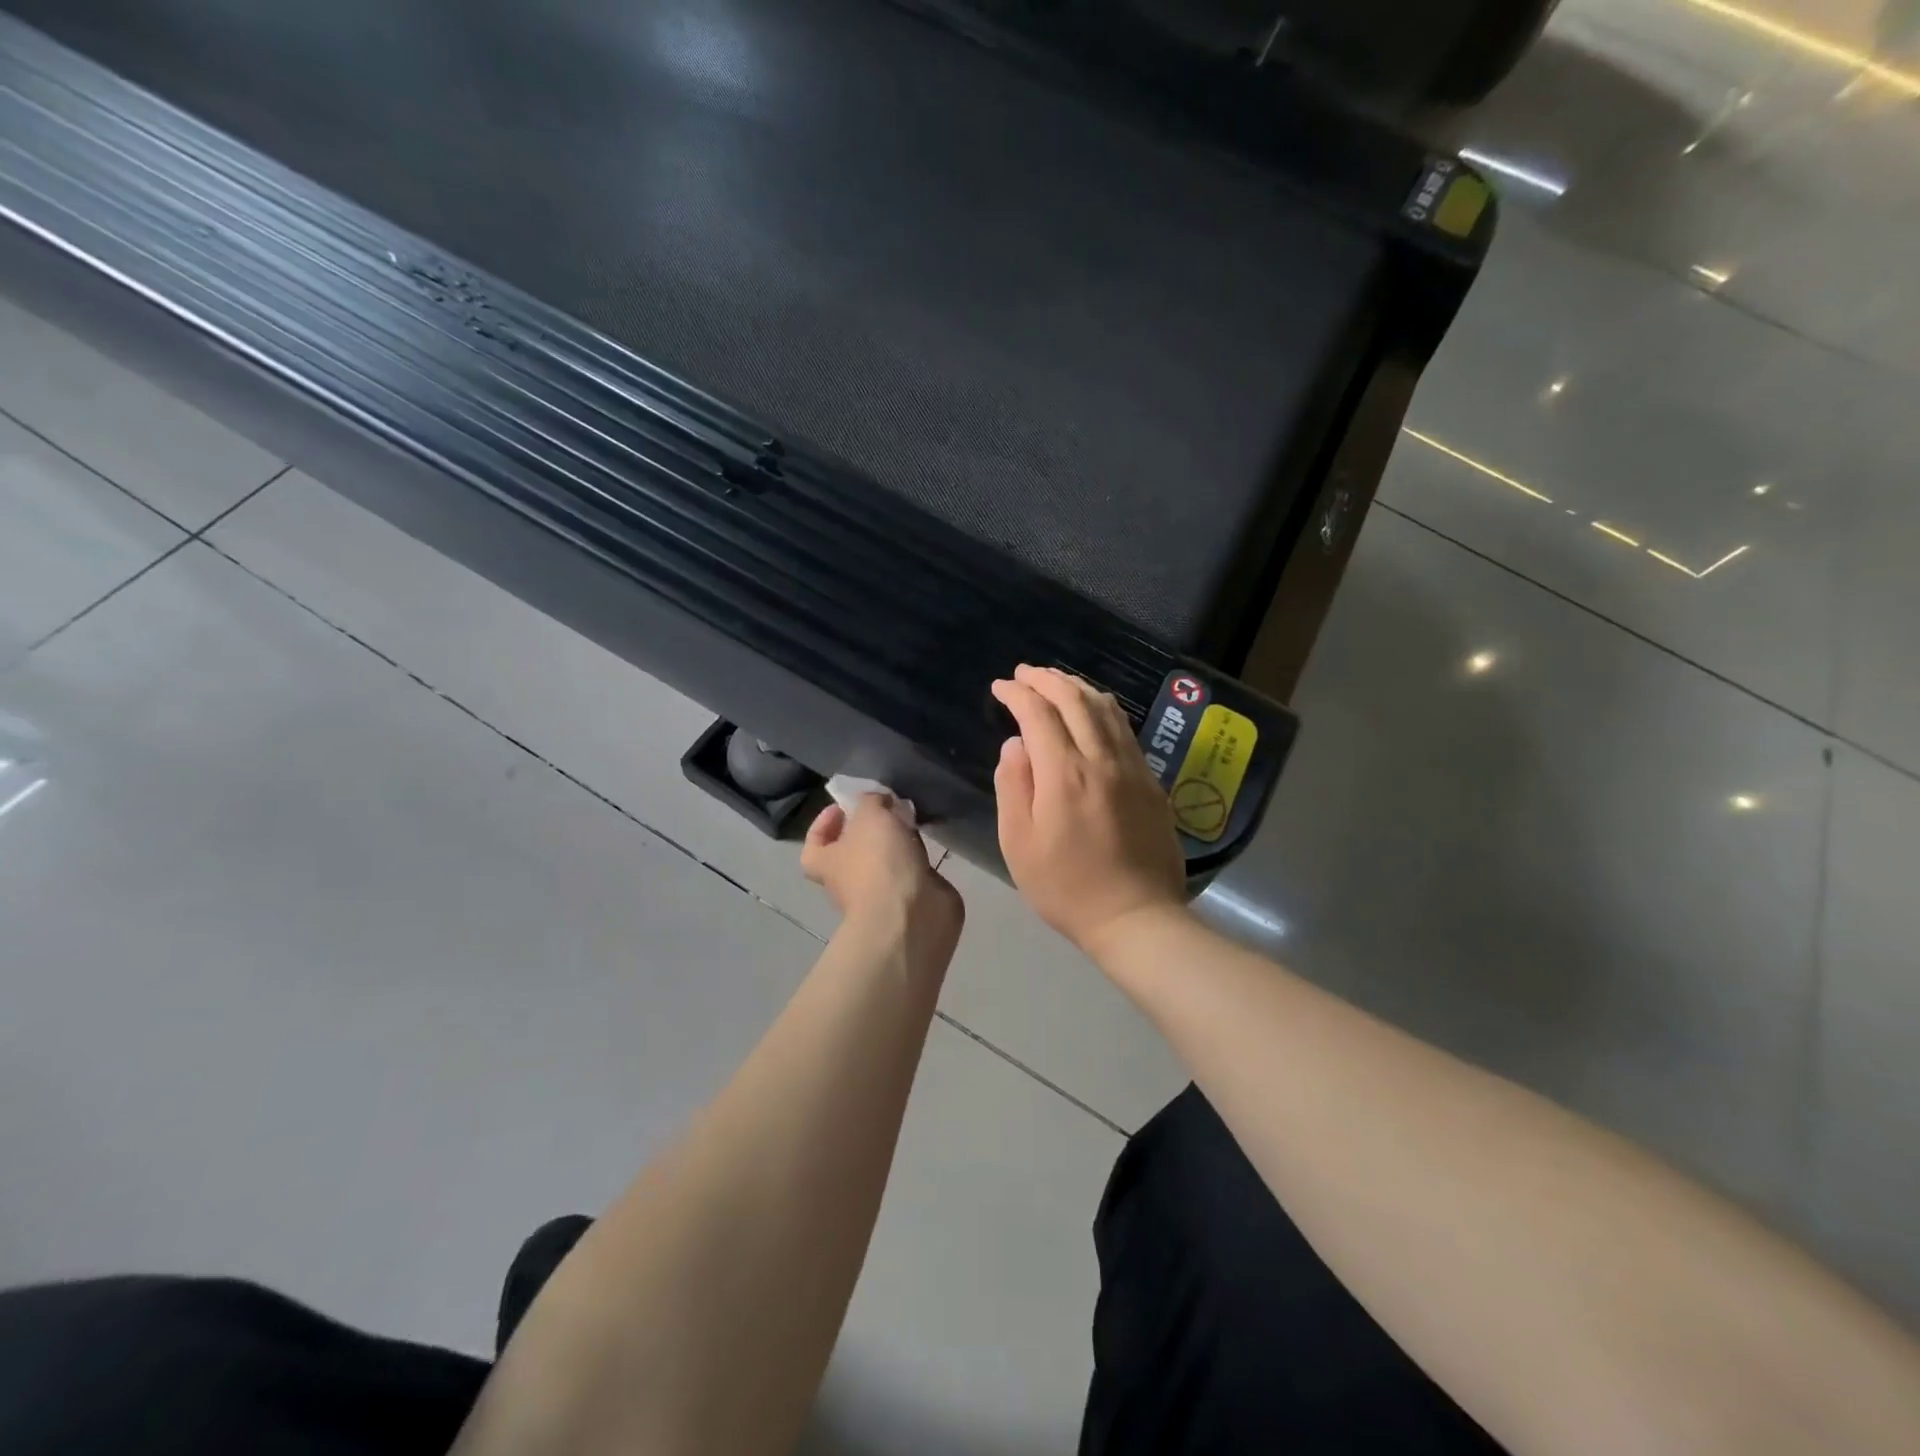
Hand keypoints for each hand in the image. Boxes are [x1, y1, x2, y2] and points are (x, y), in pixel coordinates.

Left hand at [802, 794, 962, 954]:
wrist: (911, 914)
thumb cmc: (878, 861)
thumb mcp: (869, 814)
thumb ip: (871, 801)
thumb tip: (879, 802)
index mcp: (827, 863)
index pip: (814, 845)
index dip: (824, 824)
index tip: (843, 806)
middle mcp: (849, 881)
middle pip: (852, 851)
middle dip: (867, 830)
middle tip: (886, 808)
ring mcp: (880, 894)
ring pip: (884, 861)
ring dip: (895, 842)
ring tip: (911, 819)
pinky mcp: (910, 900)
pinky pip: (910, 871)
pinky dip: (917, 857)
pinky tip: (928, 841)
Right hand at [991, 664, 1187, 956]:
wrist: (1137, 918)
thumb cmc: (1067, 888)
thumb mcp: (1020, 845)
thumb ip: (1013, 787)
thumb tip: (1016, 744)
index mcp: (1065, 774)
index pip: (1038, 714)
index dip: (1017, 694)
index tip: (1000, 687)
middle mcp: (1102, 760)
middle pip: (1076, 700)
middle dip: (1047, 679)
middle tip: (1025, 673)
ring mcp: (1132, 768)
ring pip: (1106, 708)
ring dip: (1077, 687)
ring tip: (1056, 682)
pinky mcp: (1151, 781)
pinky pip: (1125, 729)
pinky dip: (1103, 708)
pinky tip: (1093, 711)